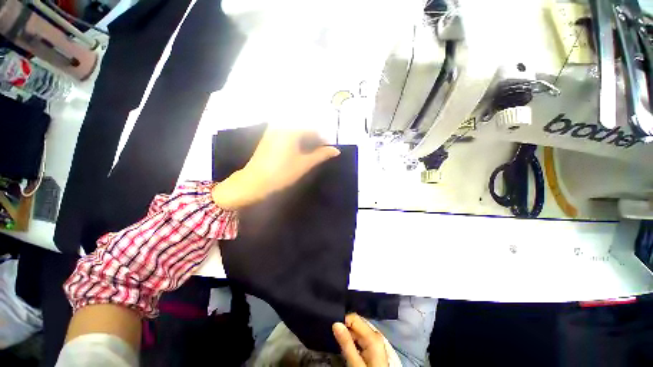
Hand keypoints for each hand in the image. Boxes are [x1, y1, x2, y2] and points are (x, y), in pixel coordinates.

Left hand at [212, 128, 339, 209]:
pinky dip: (295, 140)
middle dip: (314, 139)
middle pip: (304, 128)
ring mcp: (273, 131)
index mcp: (291, 130)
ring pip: (295, 131)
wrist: (254, 182)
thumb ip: (321, 155)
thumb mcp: (304, 164)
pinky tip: (298, 150)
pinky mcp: (268, 137)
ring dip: (305, 139)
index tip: (328, 149)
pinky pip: (286, 134)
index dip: (323, 139)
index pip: (313, 129)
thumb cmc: (281, 173)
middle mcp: (281, 126)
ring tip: (310, 152)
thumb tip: (336, 150)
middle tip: (320, 151)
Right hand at [333, 314, 388, 366]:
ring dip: (347, 335)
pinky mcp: (373, 348)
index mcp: (372, 336)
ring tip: (338, 342)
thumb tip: (335, 323)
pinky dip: (352, 340)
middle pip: (355, 324)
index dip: (342, 321)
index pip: (354, 318)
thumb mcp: (356, 364)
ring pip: (357, 331)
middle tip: (334, 337)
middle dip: (344, 328)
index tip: (332, 329)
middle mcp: (375, 335)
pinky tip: (347, 347)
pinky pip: (359, 338)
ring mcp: (374, 341)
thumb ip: (346, 343)